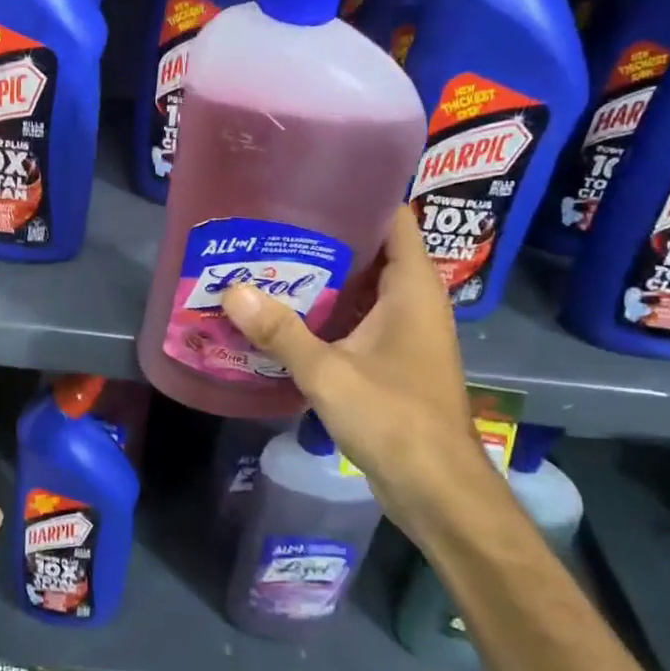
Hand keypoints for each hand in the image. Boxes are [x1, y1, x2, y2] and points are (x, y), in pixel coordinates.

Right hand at [219, 207, 492, 532]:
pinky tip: (285, 314)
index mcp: (412, 287)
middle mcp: (414, 300)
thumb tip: (233, 291)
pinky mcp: (393, 359)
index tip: (310, 182)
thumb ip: (281, 331)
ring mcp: (405, 331)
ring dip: (323, 277)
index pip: (394, 217)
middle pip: (372, 249)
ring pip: (362, 287)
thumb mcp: (328, 371)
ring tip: (269, 260)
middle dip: (326, 236)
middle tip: (272, 223)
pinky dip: (327, 311)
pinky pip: (358, 318)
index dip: (359, 193)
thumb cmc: (393, 417)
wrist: (436, 488)